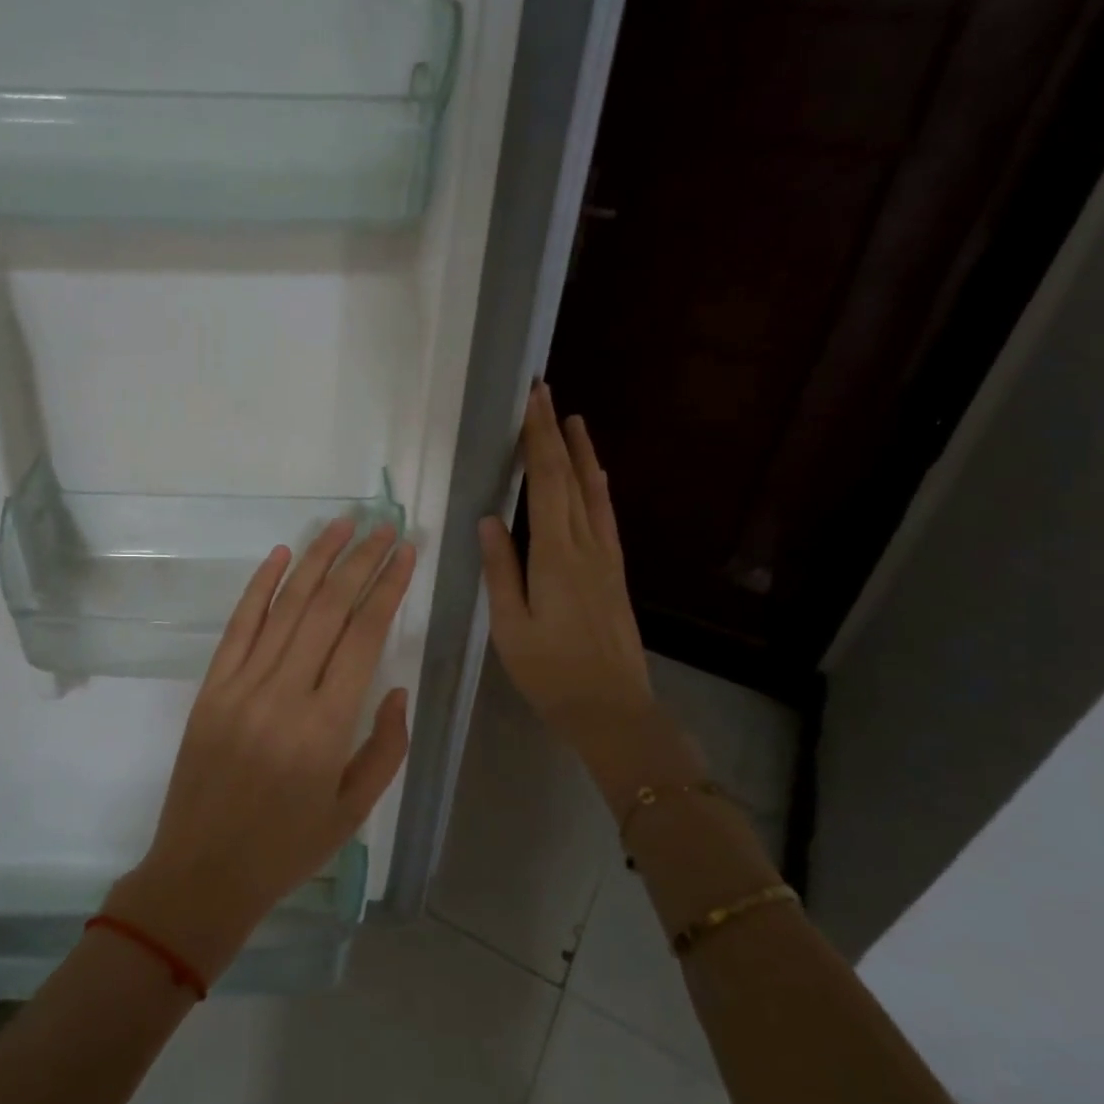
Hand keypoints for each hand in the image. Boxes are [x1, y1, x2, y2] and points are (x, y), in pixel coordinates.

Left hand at [108, 520, 415, 980]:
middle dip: (361, 561)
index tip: (406, 552)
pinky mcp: (211, 687)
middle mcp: (283, 693)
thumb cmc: (287, 849)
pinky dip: (260, 586)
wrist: (202, 873)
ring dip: (316, 559)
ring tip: (343, 524)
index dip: (389, 587)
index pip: (363, 635)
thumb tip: (394, 688)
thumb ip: (386, 747)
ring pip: (285, 606)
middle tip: (385, 526)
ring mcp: (241, 685)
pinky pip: (238, 625)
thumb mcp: (355, 810)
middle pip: (328, 608)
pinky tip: (281, 554)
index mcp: (326, 727)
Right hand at [480, 384, 655, 801]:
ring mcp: (605, 558)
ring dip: (583, 453)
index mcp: (554, 555)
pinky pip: (605, 517)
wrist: (613, 710)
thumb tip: (489, 519)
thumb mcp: (511, 627)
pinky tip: (597, 478)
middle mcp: (584, 546)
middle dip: (555, 433)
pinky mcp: (615, 573)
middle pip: (570, 478)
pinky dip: (599, 488)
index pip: (547, 482)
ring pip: (594, 493)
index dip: (538, 439)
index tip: (532, 401)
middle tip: (545, 393)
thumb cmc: (552, 673)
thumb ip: (500, 570)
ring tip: (574, 420)